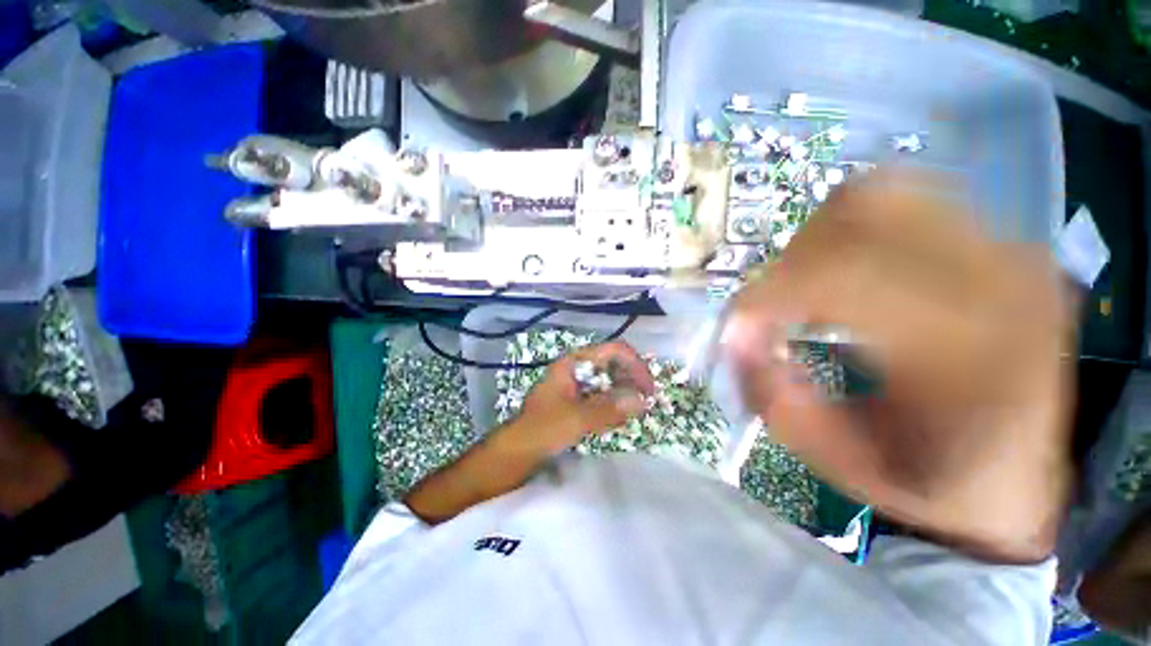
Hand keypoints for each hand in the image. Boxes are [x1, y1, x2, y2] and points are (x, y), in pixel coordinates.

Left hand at [516, 341, 654, 454]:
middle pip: (614, 363)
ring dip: (625, 392)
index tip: (648, 388)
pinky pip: (604, 394)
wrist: (518, 449)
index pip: (613, 350)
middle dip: (632, 380)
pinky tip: (619, 418)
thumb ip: (609, 409)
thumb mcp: (576, 419)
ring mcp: (578, 382)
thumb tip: (642, 401)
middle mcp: (578, 367)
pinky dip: (615, 403)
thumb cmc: (543, 429)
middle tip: (645, 403)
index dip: (635, 364)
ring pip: (610, 378)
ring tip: (635, 411)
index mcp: (574, 362)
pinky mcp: (578, 398)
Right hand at [724, 171, 1074, 563]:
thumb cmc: (934, 484)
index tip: (737, 329)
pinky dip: (854, 229)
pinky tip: (850, 275)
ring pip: (880, 192)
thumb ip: (777, 403)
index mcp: (969, 350)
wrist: (1020, 479)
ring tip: (811, 288)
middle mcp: (997, 278)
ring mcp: (1007, 248)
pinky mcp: (1001, 243)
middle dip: (791, 260)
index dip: (766, 296)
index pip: (838, 276)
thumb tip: (735, 340)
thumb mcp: (842, 465)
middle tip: (776, 308)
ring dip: (819, 238)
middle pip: (858, 213)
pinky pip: (907, 201)